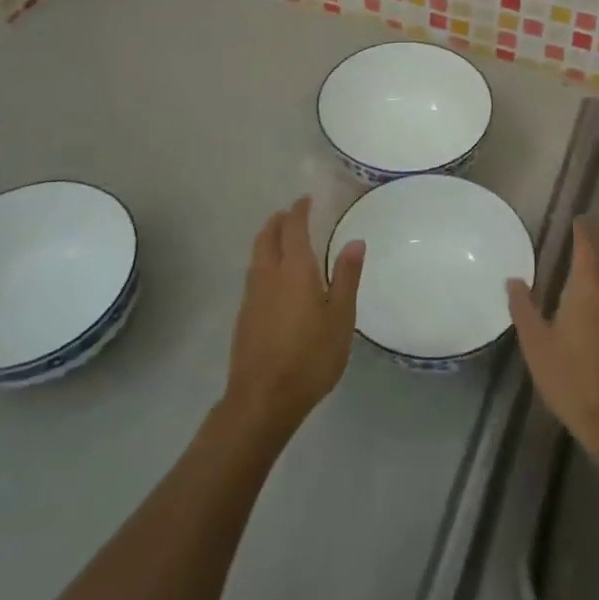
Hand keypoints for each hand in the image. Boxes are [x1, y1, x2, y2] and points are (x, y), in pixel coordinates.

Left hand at [225, 196, 365, 439]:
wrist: (263, 399)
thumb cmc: (310, 357)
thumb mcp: (341, 318)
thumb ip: (347, 277)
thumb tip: (355, 241)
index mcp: (294, 270)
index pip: (293, 228)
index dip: (299, 211)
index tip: (306, 200)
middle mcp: (268, 275)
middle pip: (267, 236)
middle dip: (278, 221)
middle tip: (292, 215)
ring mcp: (251, 296)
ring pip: (256, 255)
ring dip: (268, 240)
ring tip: (283, 241)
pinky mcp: (244, 316)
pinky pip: (253, 274)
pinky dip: (264, 262)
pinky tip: (275, 279)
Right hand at [508, 218, 598, 459]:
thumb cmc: (572, 380)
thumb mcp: (536, 345)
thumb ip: (524, 308)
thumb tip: (514, 280)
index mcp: (590, 288)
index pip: (589, 245)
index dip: (584, 230)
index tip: (579, 220)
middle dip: (597, 258)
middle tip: (577, 265)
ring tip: (588, 300)